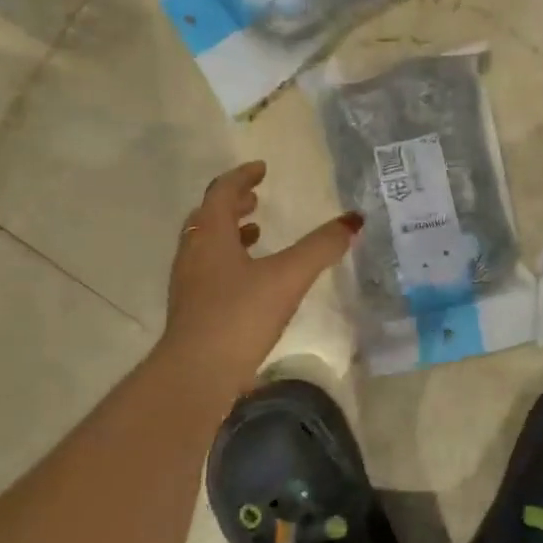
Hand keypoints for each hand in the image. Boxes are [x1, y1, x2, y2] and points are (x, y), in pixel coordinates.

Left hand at [162, 160, 361, 380]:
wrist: (197, 374)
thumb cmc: (240, 315)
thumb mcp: (288, 277)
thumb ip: (320, 248)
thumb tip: (352, 221)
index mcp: (211, 236)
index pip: (221, 192)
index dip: (242, 177)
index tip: (261, 169)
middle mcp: (194, 253)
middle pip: (209, 217)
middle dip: (232, 204)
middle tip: (256, 198)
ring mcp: (189, 284)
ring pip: (207, 245)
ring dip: (230, 233)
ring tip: (256, 233)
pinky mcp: (193, 311)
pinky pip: (209, 271)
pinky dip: (229, 261)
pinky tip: (251, 280)